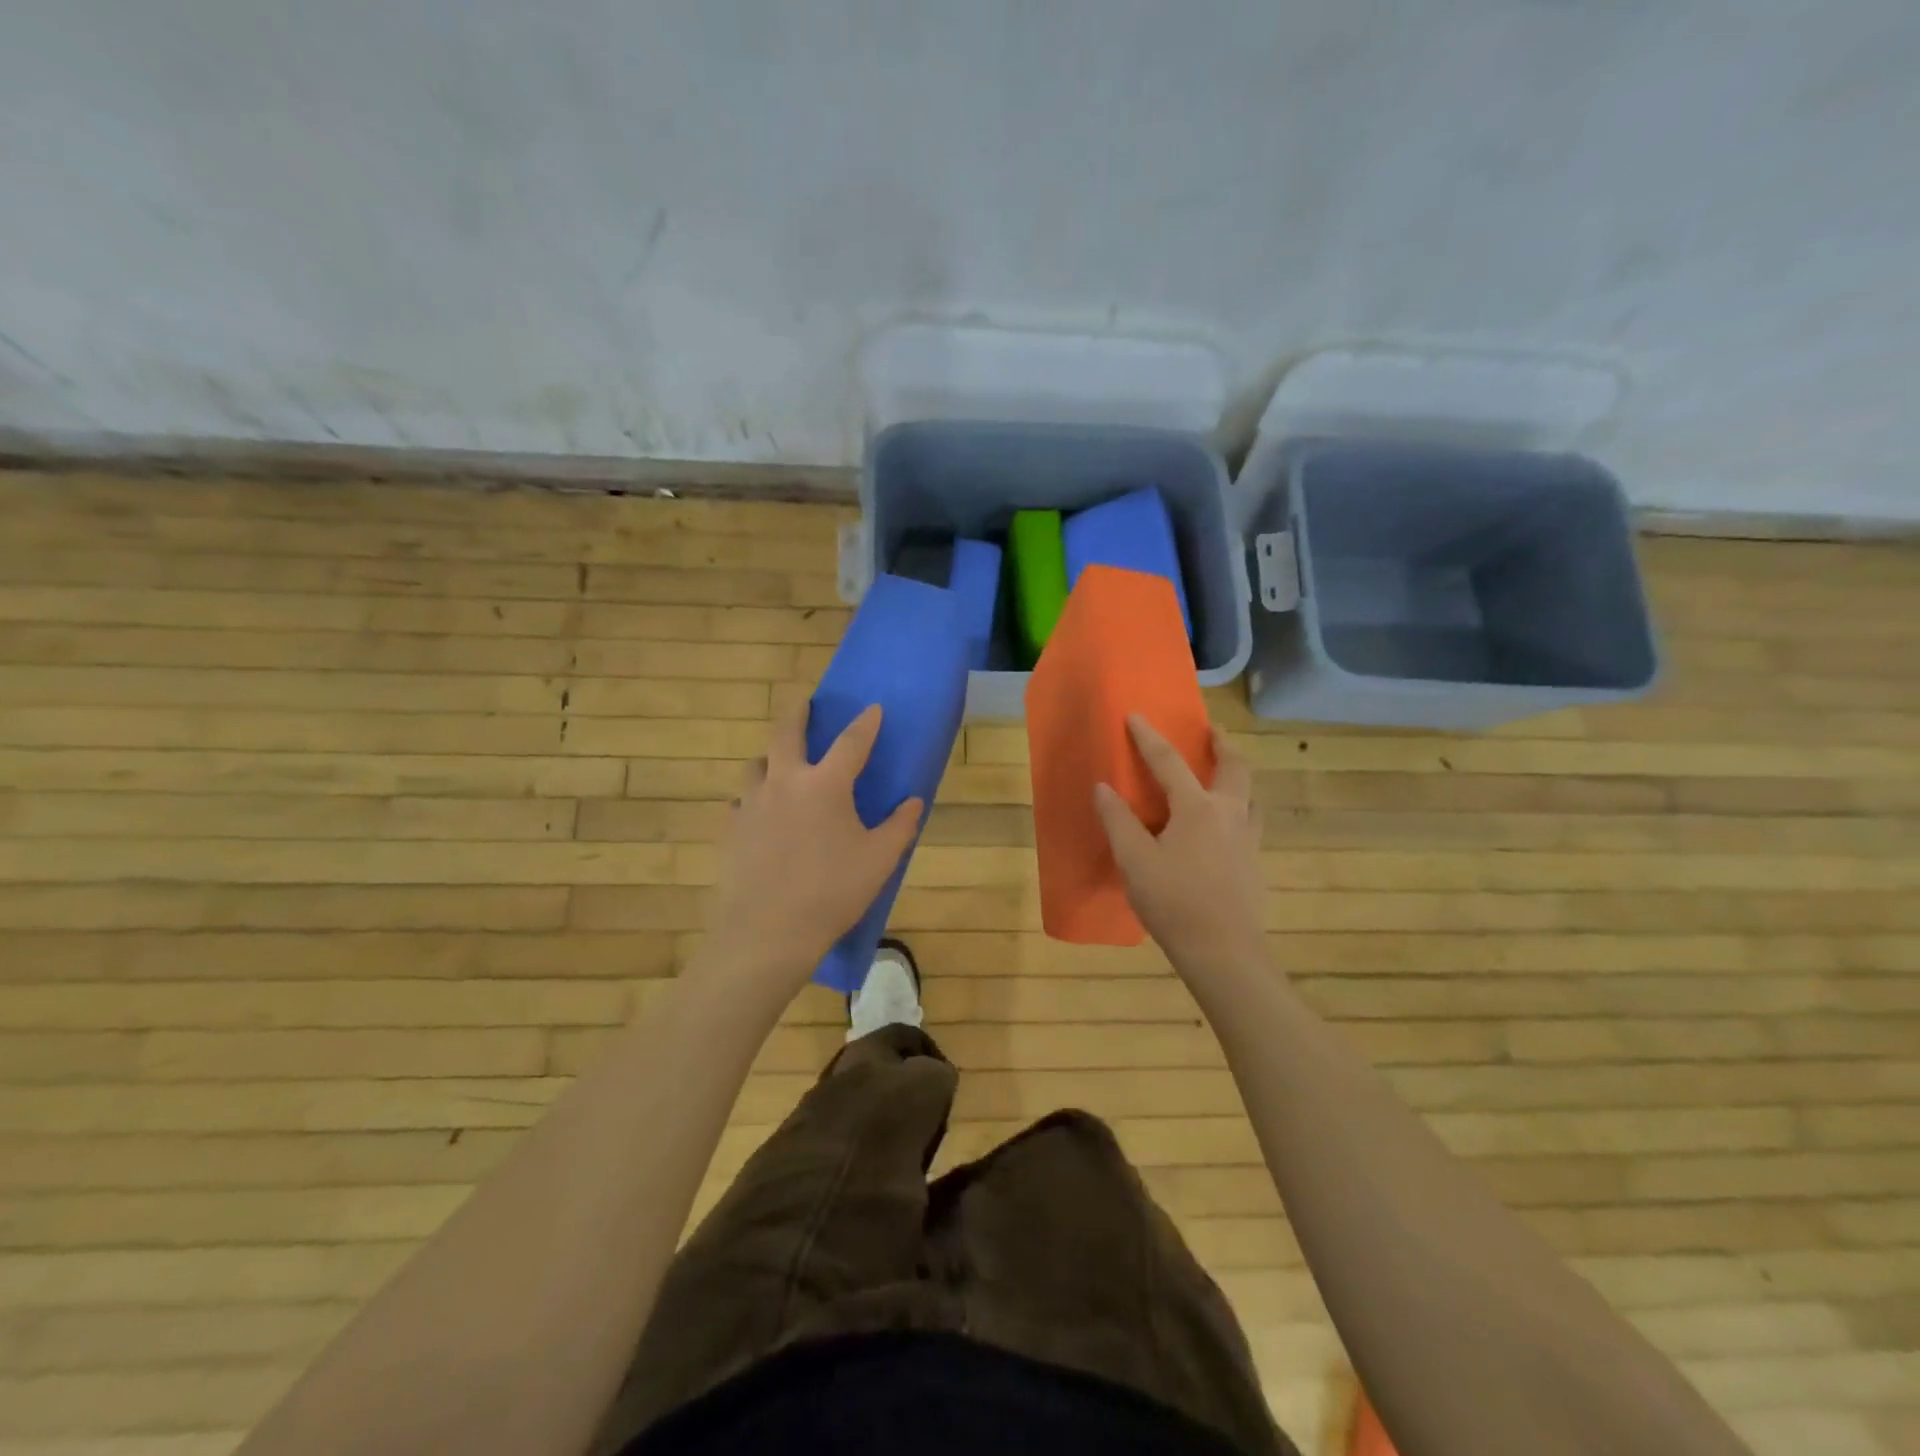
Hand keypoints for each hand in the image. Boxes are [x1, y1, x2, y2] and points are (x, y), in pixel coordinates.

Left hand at [694, 702, 922, 1004]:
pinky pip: (741, 800)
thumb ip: (900, 826)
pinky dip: (754, 797)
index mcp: (826, 785)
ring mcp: (751, 803)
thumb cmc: (832, 892)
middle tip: (804, 703)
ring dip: (772, 757)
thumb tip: (913, 801)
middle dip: (798, 713)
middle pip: (786, 733)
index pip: (851, 742)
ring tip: (781, 763)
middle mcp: (785, 782)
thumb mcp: (879, 860)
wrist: (768, 931)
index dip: (865, 723)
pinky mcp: (730, 828)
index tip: (873, 708)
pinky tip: (760, 812)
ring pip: (758, 764)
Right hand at [1095, 715, 1268, 985]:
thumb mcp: (1134, 860)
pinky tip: (1222, 835)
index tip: (1136, 715)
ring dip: (1237, 780)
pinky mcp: (1255, 867)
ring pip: (1250, 798)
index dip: (1149, 738)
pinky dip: (1237, 814)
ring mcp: (1249, 841)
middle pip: (1235, 767)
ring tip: (1222, 781)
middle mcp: (1230, 815)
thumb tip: (1103, 788)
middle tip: (1213, 732)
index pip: (1169, 762)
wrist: (1224, 952)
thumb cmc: (1173, 901)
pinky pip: (1249, 826)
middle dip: (1223, 744)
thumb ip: (1118, 820)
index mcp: (1197, 808)